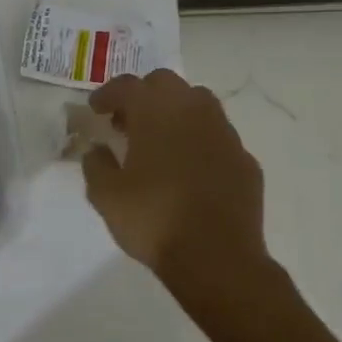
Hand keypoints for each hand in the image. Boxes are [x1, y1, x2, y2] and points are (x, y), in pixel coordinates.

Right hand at [79, 70, 272, 291]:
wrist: (217, 258)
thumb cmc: (153, 219)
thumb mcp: (105, 195)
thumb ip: (96, 164)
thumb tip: (98, 149)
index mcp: (156, 113)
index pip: (127, 85)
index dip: (107, 94)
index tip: (96, 109)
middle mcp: (193, 112)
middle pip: (165, 83)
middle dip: (143, 95)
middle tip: (126, 122)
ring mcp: (224, 134)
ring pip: (198, 103)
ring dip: (174, 111)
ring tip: (158, 140)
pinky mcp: (245, 160)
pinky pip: (217, 136)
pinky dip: (198, 140)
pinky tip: (188, 168)